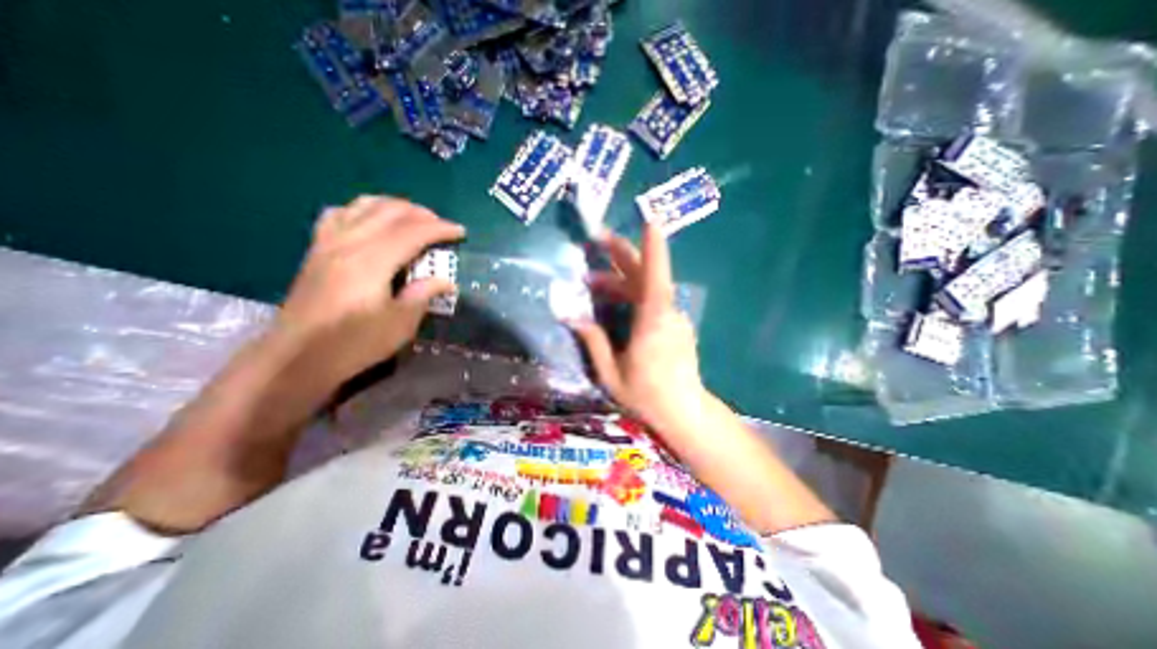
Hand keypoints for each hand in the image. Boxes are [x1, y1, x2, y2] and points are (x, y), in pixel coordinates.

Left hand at [275, 194, 464, 386]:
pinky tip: (371, 220)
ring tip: (413, 218)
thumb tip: (446, 281)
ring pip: (363, 206)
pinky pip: (338, 214)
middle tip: (441, 226)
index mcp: (372, 262)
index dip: (440, 229)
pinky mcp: (317, 250)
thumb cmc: (354, 343)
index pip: (412, 233)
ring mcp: (328, 243)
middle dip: (421, 214)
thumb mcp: (400, 324)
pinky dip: (361, 210)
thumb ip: (423, 295)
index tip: (461, 232)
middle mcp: (349, 243)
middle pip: (389, 212)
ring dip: (393, 206)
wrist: (298, 357)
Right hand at [568, 224, 703, 436]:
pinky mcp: (674, 324)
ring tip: (591, 283)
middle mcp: (666, 313)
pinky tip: (612, 300)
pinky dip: (630, 293)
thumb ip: (594, 342)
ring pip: (646, 286)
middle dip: (623, 252)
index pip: (655, 278)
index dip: (653, 248)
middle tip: (597, 239)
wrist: (684, 412)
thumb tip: (572, 317)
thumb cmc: (647, 396)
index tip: (649, 220)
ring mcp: (673, 317)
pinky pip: (651, 299)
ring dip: (619, 279)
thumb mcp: (611, 374)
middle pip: (647, 274)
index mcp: (652, 323)